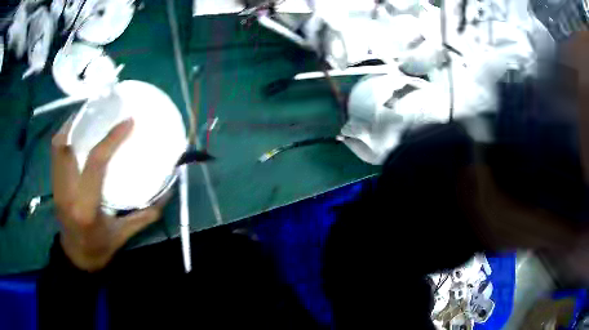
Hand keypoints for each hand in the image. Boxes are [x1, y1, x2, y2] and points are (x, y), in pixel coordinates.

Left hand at [52, 117, 163, 271]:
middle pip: (66, 147)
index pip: (95, 163)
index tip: (127, 122)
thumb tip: (167, 193)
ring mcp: (57, 188)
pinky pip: (55, 154)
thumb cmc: (99, 249)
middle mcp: (67, 193)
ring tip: (87, 116)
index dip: (111, 139)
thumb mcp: (123, 236)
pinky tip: (76, 134)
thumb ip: (144, 215)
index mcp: (86, 207)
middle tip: (100, 110)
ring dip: (70, 127)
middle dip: (82, 123)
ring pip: (57, 147)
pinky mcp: (53, 186)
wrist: (76, 259)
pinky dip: (64, 138)